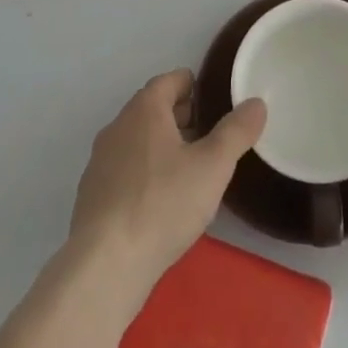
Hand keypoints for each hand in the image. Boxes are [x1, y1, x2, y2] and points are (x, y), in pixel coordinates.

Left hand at [69, 69, 265, 298]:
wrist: (104, 266)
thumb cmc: (163, 203)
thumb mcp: (213, 166)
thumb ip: (237, 131)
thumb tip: (256, 103)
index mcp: (144, 110)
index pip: (169, 80)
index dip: (193, 86)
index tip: (214, 102)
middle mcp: (117, 127)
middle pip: (152, 109)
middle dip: (181, 117)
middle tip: (209, 135)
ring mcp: (100, 163)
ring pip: (137, 141)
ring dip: (162, 147)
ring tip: (190, 170)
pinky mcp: (91, 197)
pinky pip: (124, 171)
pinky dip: (144, 174)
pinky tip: (161, 203)